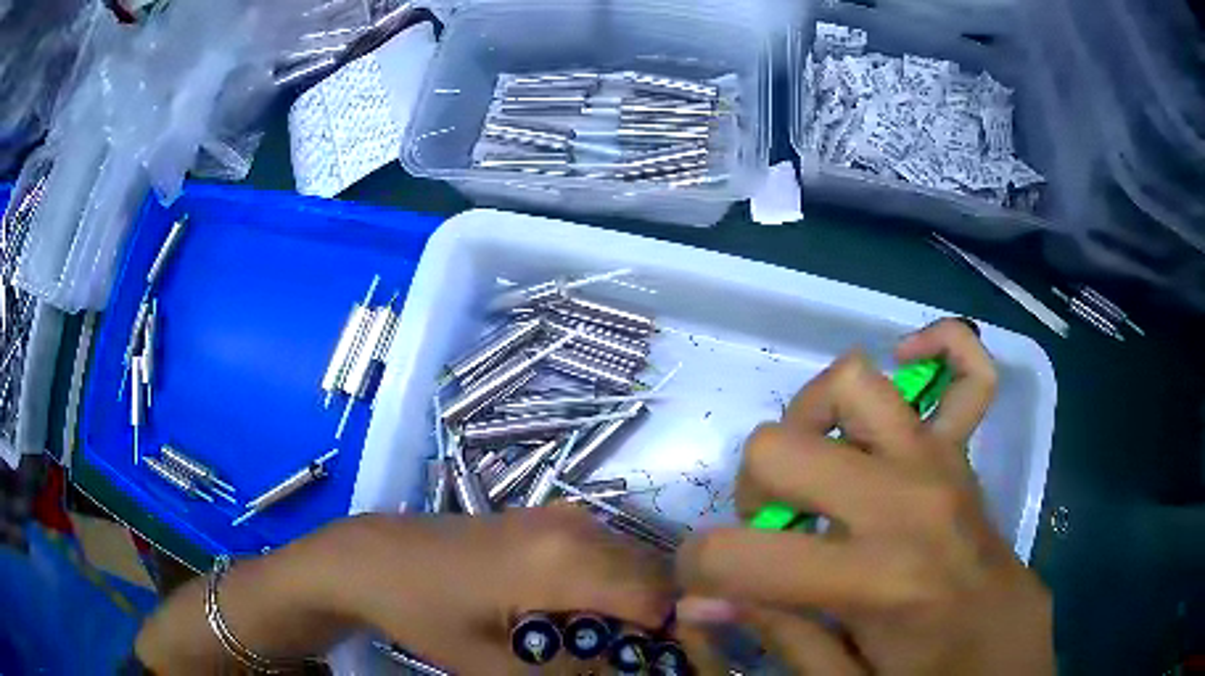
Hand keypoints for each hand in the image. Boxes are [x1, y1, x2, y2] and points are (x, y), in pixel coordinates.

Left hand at [337, 505, 674, 673]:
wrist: (376, 558)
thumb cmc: (429, 614)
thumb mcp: (497, 664)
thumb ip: (574, 672)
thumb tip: (625, 670)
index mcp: (567, 563)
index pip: (658, 598)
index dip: (673, 635)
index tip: (662, 664)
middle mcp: (577, 528)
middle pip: (653, 575)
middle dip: (658, 620)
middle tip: (634, 658)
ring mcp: (562, 516)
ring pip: (632, 561)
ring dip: (635, 603)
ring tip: (607, 641)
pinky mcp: (547, 517)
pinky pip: (605, 552)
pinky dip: (612, 585)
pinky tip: (580, 613)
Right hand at [674, 319, 1053, 674]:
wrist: (1003, 651)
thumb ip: (776, 634)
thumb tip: (698, 603)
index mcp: (876, 580)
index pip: (742, 555)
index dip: (699, 570)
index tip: (704, 587)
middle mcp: (907, 501)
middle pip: (778, 446)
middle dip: (752, 494)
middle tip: (773, 536)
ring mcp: (942, 462)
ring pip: (851, 382)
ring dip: (812, 422)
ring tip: (820, 470)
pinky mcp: (965, 450)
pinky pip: (970, 370)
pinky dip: (941, 348)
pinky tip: (912, 364)